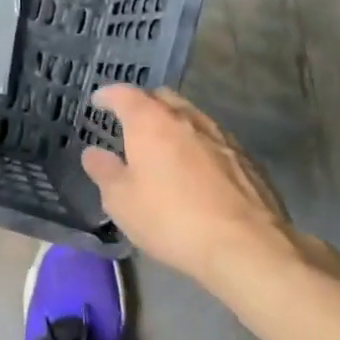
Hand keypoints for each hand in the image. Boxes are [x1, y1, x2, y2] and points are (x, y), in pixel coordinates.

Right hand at [82, 85, 322, 286]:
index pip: (124, 94)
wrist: (245, 246)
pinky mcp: (246, 159)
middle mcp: (186, 118)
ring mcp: (221, 136)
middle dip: (143, 104)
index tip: (98, 101)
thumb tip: (93, 153)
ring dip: (173, 124)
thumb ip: (104, 171)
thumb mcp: (121, 201)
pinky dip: (197, 145)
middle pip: (161, 98)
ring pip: (191, 117)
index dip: (107, 95)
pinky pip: (213, 140)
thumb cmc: (171, 218)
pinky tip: (196, 169)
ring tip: (163, 145)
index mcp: (150, 121)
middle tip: (130, 121)